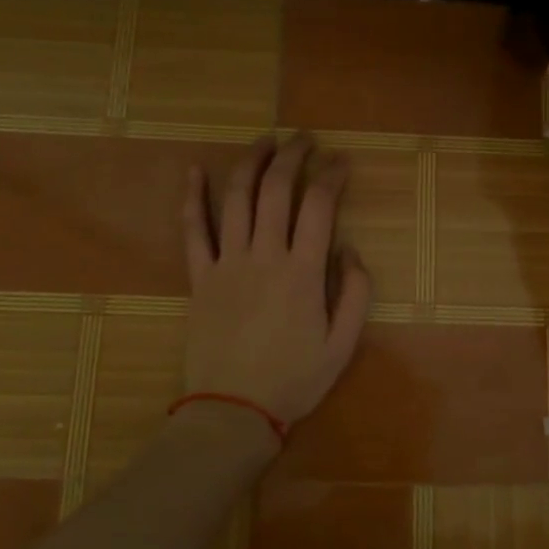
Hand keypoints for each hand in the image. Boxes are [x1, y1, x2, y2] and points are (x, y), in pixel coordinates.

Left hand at [181, 135, 371, 432]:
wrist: (233, 410)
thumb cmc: (294, 380)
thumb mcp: (343, 345)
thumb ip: (356, 293)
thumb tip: (350, 250)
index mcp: (303, 272)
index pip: (319, 205)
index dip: (332, 175)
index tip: (341, 160)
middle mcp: (264, 256)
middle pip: (277, 190)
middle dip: (293, 156)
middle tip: (305, 139)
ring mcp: (227, 263)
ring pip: (236, 198)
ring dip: (251, 162)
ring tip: (265, 141)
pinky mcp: (200, 277)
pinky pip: (193, 230)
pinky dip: (192, 198)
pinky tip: (193, 171)